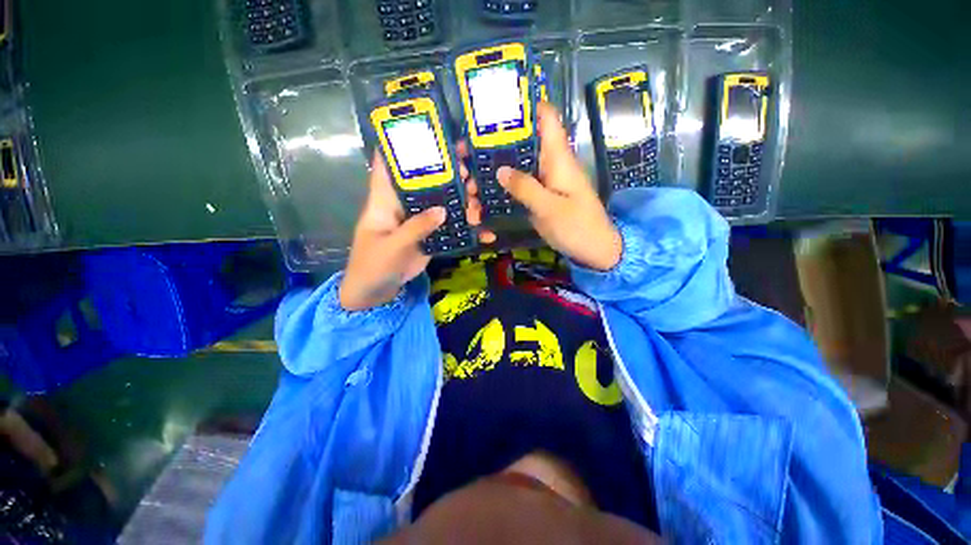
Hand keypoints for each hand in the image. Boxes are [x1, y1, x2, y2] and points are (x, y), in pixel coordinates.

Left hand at [339, 151, 472, 310]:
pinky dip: (466, 230)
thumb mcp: (392, 246)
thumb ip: (416, 228)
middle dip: (447, 173)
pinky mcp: (430, 235)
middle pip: (426, 182)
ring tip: (479, 203)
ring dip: (462, 202)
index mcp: (385, 200)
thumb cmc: (373, 265)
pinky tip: (484, 233)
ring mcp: (419, 220)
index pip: (390, 165)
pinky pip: (450, 228)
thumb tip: (443, 210)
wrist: (377, 292)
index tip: (428, 133)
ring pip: (442, 203)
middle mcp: (404, 205)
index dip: (404, 146)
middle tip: (469, 170)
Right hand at [468, 102, 620, 270]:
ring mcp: (541, 184)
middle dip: (489, 152)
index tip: (490, 113)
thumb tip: (499, 170)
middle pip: (517, 147)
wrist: (593, 251)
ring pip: (511, 171)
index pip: (545, 118)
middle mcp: (547, 166)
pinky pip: (514, 192)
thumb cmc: (579, 227)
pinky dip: (497, 198)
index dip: (522, 107)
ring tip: (469, 194)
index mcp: (557, 158)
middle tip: (464, 164)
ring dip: (489, 181)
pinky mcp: (536, 199)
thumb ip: (526, 188)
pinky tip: (480, 211)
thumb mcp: (551, 208)